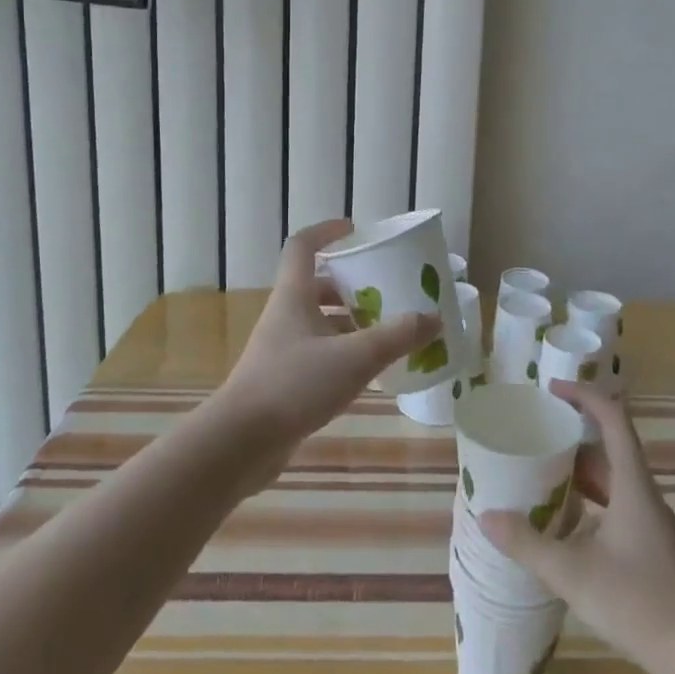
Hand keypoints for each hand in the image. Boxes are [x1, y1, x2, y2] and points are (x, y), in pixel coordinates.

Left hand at [214, 219, 437, 478]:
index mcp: (294, 296)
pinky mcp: (283, 380)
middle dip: (350, 285)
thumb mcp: (354, 358)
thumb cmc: (294, 385)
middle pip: (316, 286)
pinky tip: (368, 372)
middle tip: (385, 289)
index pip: (303, 246)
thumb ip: (396, 337)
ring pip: (319, 322)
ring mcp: (281, 349)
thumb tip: (434, 318)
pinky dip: (343, 353)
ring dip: (350, 322)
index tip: (355, 231)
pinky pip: (318, 354)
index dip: (326, 232)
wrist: (241, 443)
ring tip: (387, 330)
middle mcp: (285, 315)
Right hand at [479, 379, 674, 673]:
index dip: (584, 396)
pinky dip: (589, 503)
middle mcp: (643, 495)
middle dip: (571, 436)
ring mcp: (650, 524)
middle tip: (534, 436)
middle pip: (608, 449)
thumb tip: (486, 516)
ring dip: (579, 473)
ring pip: (611, 481)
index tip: (551, 390)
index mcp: (632, 484)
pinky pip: (615, 507)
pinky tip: (565, 527)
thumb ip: (528, 544)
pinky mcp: (651, 550)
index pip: (613, 418)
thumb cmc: (641, 603)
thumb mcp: (574, 574)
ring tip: (539, 476)